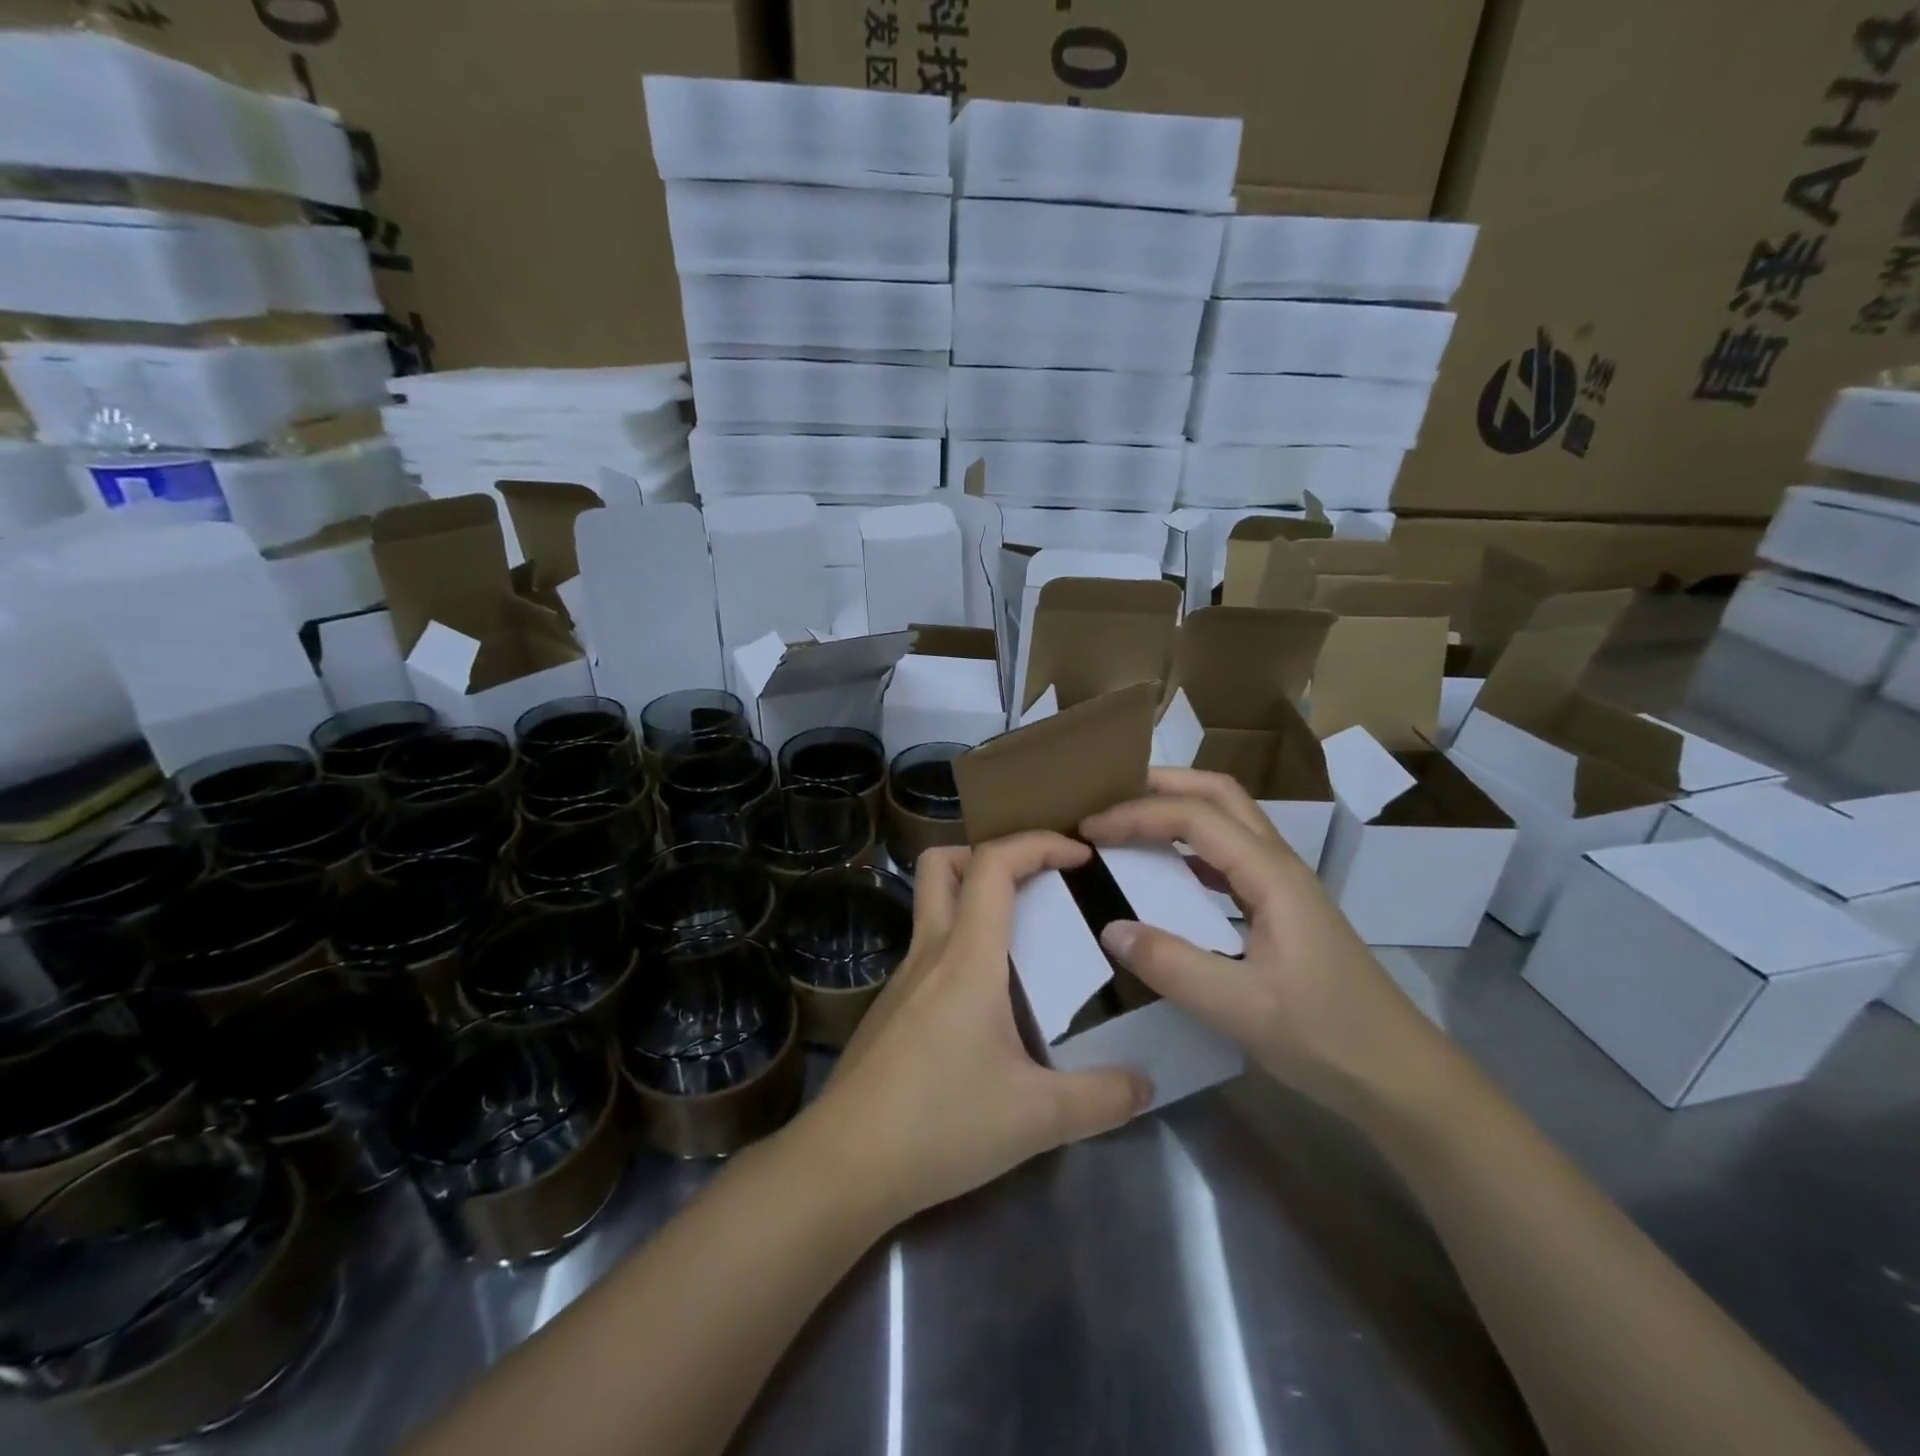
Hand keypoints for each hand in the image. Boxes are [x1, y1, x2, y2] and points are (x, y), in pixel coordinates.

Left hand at [790, 832, 1152, 1226]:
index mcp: (966, 957)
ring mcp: (902, 980)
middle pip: (941, 864)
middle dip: (989, 853)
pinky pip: (929, 953)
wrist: (844, 1164)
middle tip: (1035, 882)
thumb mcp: (1036, 1117)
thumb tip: (1145, 1084)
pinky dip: (962, 947)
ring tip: (1024, 942)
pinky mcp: (890, 1010)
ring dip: (974, 901)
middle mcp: (929, 953)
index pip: (993, 864)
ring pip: (931, 907)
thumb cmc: (941, 1124)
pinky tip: (988, 1004)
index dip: (1037, 843)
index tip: (1079, 855)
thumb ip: (1100, 1098)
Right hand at [1079, 768, 1442, 1119]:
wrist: (1400, 1076)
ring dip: (1178, 808)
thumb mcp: (1241, 1008)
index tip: (1088, 828)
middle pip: (1220, 794)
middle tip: (1108, 796)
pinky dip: (1190, 846)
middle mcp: (1279, 865)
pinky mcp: (1282, 908)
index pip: (1194, 816)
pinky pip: (1229, 855)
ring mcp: (1284, 885)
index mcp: (1271, 875)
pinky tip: (1166, 871)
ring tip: (1128, 822)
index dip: (1136, 814)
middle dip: (1162, 784)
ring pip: (1228, 819)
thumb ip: (1172, 965)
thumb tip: (1109, 928)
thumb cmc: (1326, 1036)